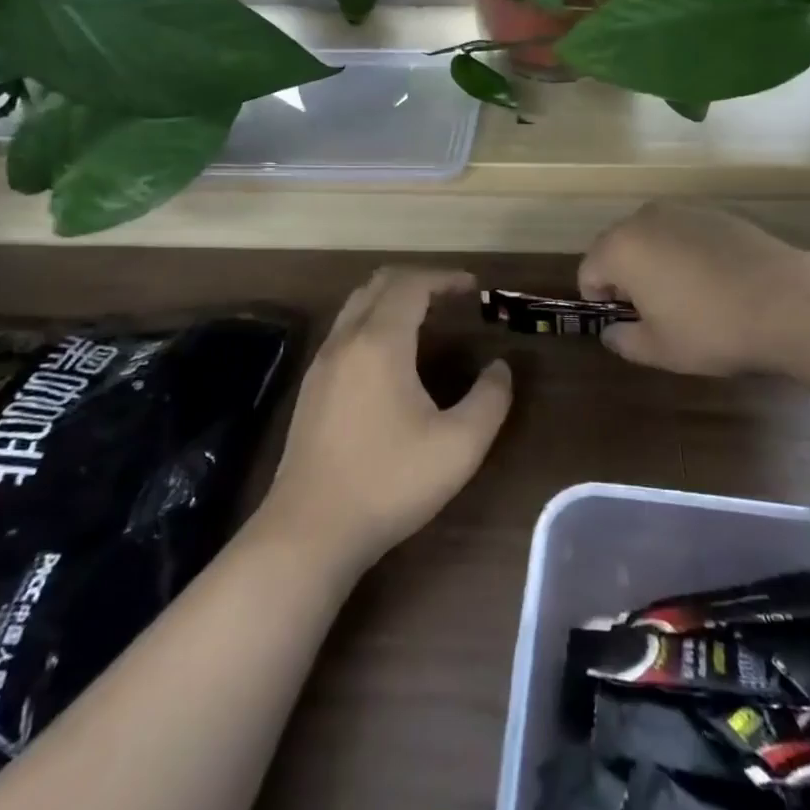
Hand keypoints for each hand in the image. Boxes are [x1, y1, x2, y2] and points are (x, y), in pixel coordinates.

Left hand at [261, 268, 511, 571]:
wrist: (309, 531)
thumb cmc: (388, 482)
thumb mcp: (459, 446)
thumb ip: (489, 400)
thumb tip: (499, 368)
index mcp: (380, 342)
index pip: (412, 284)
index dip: (445, 278)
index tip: (473, 287)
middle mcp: (346, 340)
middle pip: (380, 284)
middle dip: (419, 280)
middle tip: (452, 297)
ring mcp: (322, 362)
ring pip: (357, 305)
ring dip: (393, 299)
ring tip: (427, 319)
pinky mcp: (311, 387)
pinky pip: (345, 330)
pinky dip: (374, 321)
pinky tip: (392, 356)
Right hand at [579, 204, 809, 376]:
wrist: (788, 300)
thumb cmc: (712, 328)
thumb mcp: (659, 349)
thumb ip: (624, 340)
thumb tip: (612, 332)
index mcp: (620, 248)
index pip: (588, 272)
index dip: (600, 301)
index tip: (627, 323)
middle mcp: (645, 219)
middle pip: (616, 247)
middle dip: (624, 277)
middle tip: (654, 312)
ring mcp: (683, 210)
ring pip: (652, 237)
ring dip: (655, 262)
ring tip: (686, 296)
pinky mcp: (717, 213)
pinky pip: (684, 233)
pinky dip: (686, 252)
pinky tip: (714, 281)